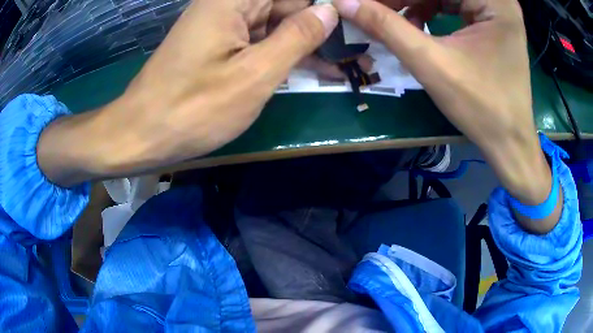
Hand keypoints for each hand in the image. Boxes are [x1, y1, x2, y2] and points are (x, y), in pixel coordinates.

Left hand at [38, 0, 338, 186]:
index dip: (326, 9)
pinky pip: (260, 41)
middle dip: (321, 29)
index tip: (356, 27)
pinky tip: (314, 69)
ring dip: (308, 45)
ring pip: (277, 26)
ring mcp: (223, 25)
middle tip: (357, 54)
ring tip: (345, 64)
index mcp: (234, 0)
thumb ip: (297, 37)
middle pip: (286, 7)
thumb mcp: (254, 74)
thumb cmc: (193, 109)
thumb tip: (329, 11)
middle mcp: (229, 4)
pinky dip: (285, 55)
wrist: (141, 135)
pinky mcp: (219, 45)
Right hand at [333, 0, 560, 231]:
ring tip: (393, 18)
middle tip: (375, 8)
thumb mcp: (431, 63)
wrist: (509, 142)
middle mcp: (498, 0)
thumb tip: (345, 3)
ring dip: (414, 3)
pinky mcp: (492, 22)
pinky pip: (454, 4)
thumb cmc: (481, 107)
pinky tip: (416, 24)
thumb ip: (386, 27)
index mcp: (493, 2)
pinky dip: (430, 10)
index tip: (365, 2)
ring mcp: (497, 10)